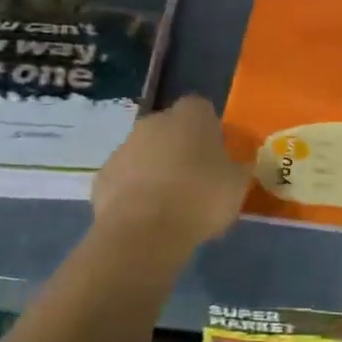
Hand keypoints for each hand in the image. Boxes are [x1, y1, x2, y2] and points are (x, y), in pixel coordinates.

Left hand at [92, 95, 250, 246]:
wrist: (144, 232)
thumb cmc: (200, 198)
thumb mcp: (237, 185)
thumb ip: (238, 167)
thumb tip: (237, 163)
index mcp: (190, 116)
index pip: (202, 109)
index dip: (210, 131)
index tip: (217, 156)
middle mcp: (154, 122)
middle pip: (170, 129)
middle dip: (180, 149)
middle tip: (195, 181)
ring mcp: (124, 147)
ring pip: (145, 153)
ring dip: (156, 170)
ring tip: (170, 206)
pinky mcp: (103, 176)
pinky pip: (125, 179)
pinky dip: (134, 192)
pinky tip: (146, 217)